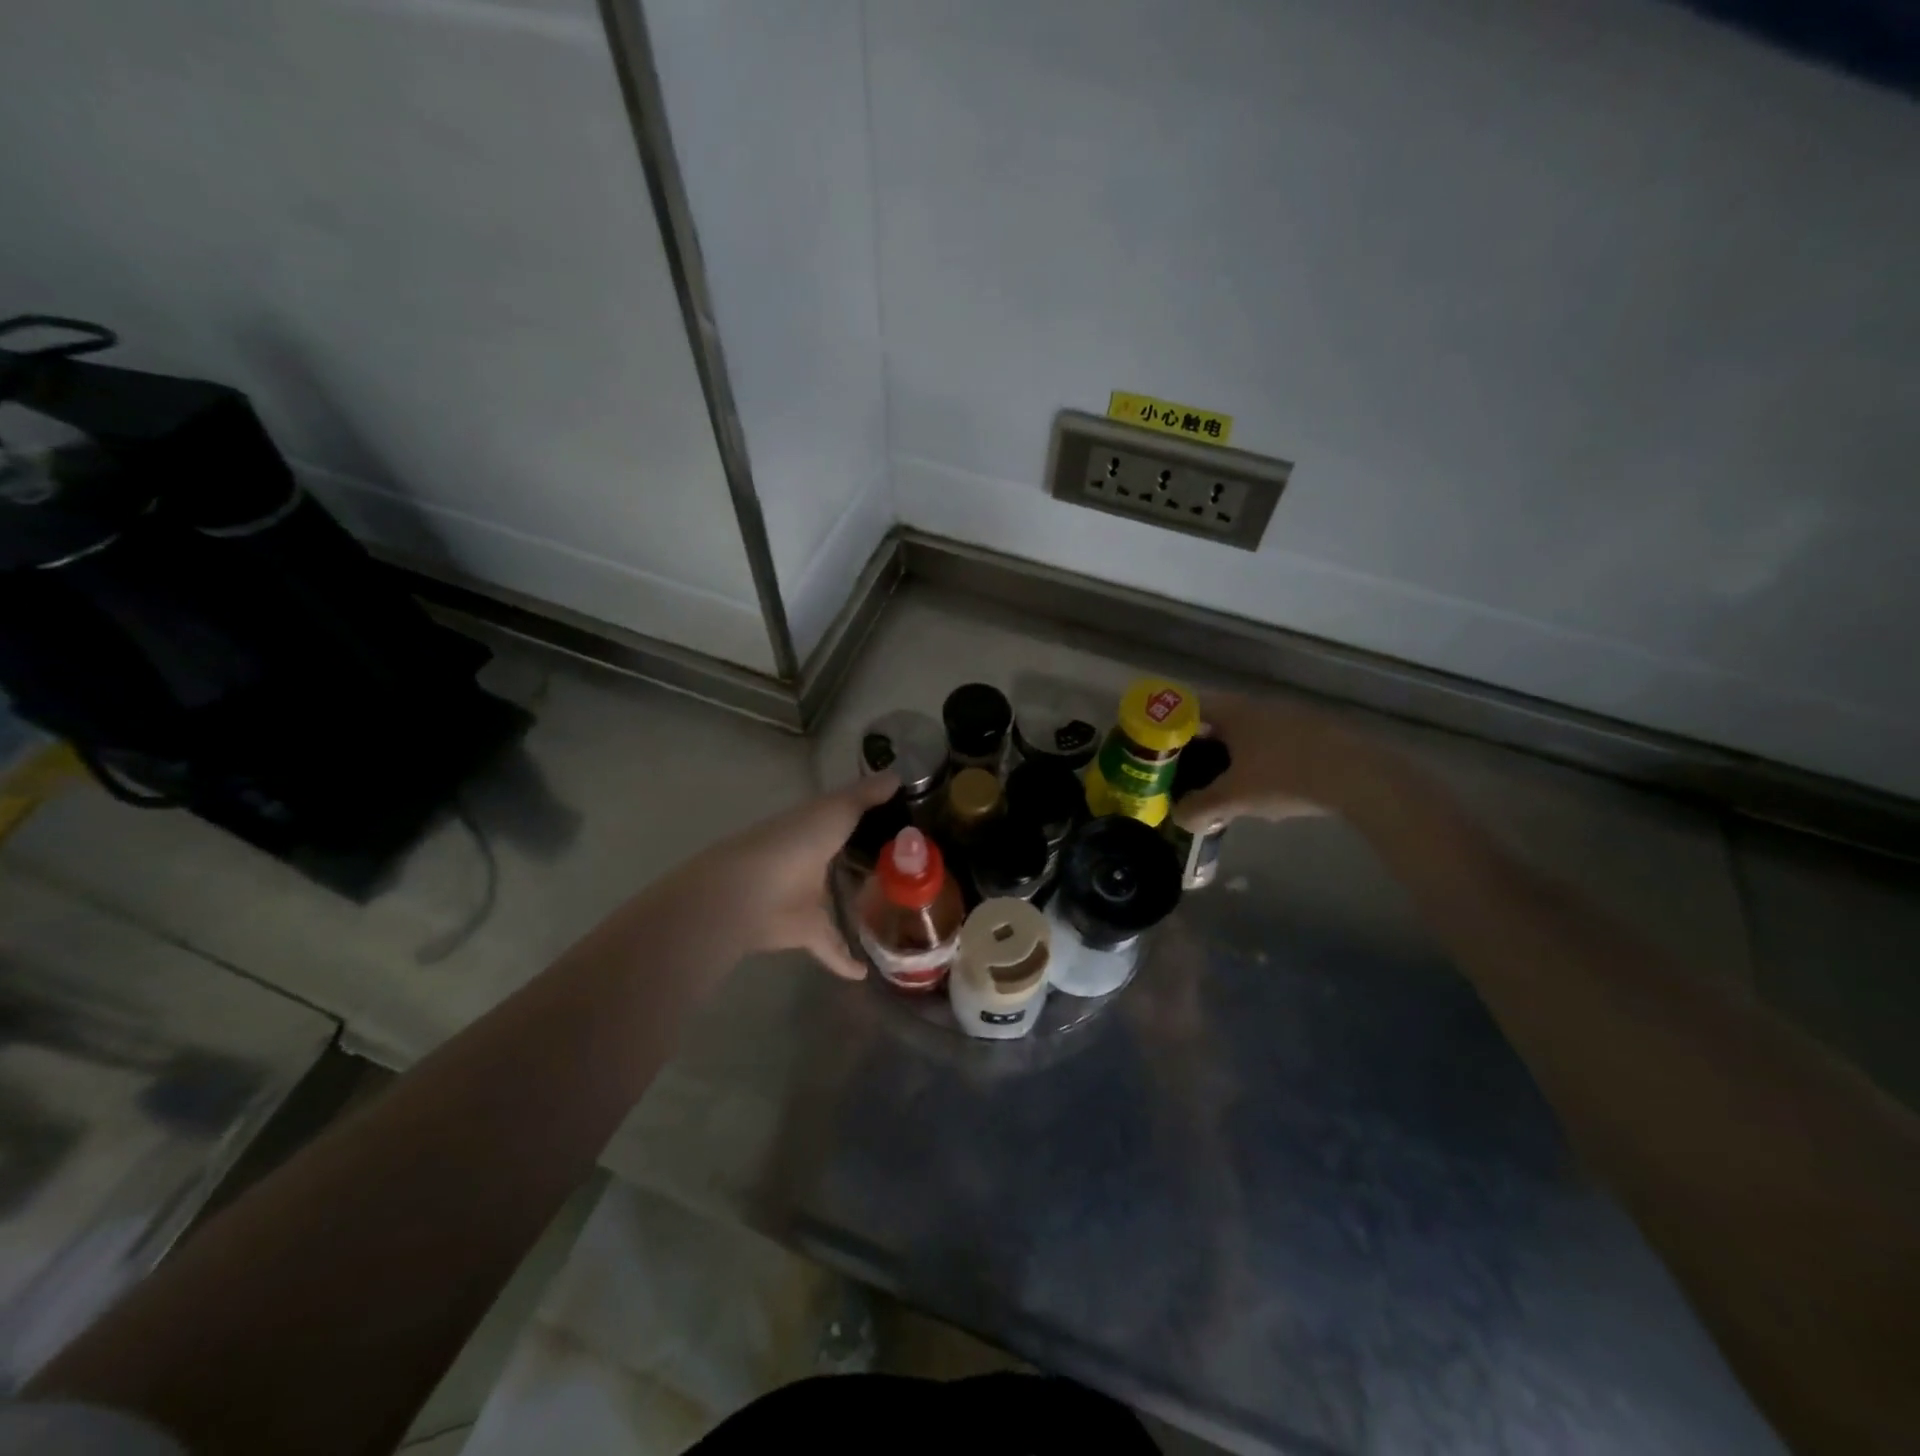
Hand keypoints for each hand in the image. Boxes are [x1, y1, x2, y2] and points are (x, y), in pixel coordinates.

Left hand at [678, 771, 899, 980]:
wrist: (748, 892)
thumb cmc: (794, 843)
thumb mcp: (836, 810)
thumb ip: (866, 796)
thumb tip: (899, 774)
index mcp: (817, 827)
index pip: (848, 820)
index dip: (873, 820)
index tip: (907, 826)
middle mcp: (812, 859)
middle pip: (845, 862)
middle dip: (869, 866)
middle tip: (912, 873)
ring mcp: (806, 897)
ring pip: (837, 904)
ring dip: (858, 910)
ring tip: (895, 918)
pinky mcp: (804, 931)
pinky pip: (829, 946)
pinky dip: (844, 959)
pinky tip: (865, 973)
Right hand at [1174, 692, 1364, 832]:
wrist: (1360, 778)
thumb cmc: (1285, 777)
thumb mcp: (1234, 798)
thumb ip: (1200, 807)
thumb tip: (1178, 817)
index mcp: (1234, 711)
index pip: (1190, 708)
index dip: (1171, 725)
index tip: (1161, 750)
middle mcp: (1260, 706)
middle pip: (1220, 722)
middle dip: (1203, 748)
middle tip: (1190, 774)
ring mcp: (1292, 718)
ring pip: (1250, 735)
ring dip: (1235, 758)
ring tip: (1228, 789)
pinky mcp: (1317, 734)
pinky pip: (1276, 745)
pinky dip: (1264, 764)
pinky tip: (1270, 793)